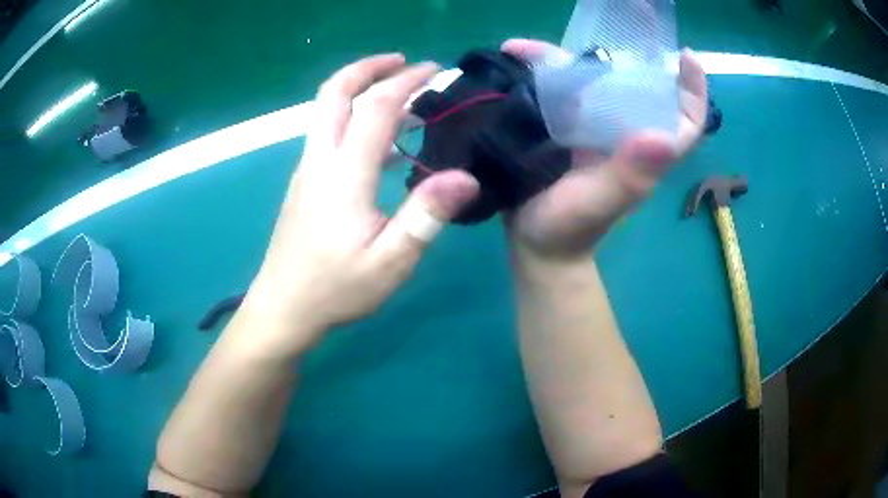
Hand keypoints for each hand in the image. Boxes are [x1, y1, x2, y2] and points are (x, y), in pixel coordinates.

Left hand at [245, 54, 478, 351]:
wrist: (283, 307)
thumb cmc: (336, 289)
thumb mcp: (390, 261)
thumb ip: (425, 216)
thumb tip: (465, 177)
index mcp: (344, 174)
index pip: (376, 107)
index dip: (407, 82)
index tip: (435, 70)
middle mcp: (320, 159)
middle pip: (334, 92)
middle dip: (369, 68)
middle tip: (403, 63)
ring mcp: (307, 169)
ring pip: (326, 110)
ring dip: (359, 89)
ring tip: (399, 94)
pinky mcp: (304, 182)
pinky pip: (327, 133)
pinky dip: (353, 118)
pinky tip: (381, 142)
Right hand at [501, 39, 708, 257]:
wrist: (536, 244)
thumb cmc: (569, 230)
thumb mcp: (599, 205)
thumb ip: (630, 176)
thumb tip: (663, 136)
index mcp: (643, 153)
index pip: (683, 121)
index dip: (691, 90)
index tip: (685, 56)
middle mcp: (623, 134)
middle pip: (636, 88)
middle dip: (620, 57)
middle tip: (598, 30)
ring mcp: (592, 130)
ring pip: (591, 83)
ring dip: (562, 60)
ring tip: (523, 48)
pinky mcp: (564, 130)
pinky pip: (559, 92)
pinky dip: (537, 73)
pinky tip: (512, 60)